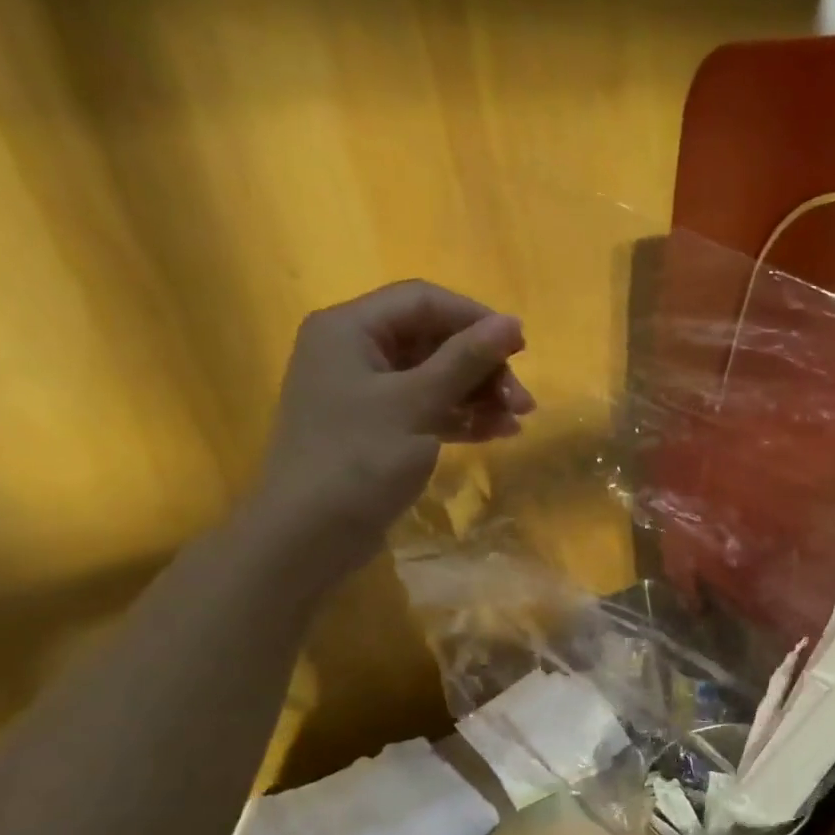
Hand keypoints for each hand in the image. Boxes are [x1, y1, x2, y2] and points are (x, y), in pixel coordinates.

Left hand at [244, 280, 533, 583]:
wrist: (311, 533)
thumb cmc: (359, 459)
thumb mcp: (417, 404)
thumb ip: (465, 360)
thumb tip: (511, 323)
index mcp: (350, 329)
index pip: (423, 301)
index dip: (476, 318)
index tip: (521, 348)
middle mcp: (355, 351)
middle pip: (434, 340)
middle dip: (483, 367)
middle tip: (523, 402)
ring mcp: (367, 393)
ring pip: (436, 377)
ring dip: (480, 394)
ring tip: (517, 421)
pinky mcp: (380, 428)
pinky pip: (429, 408)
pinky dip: (463, 417)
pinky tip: (498, 433)